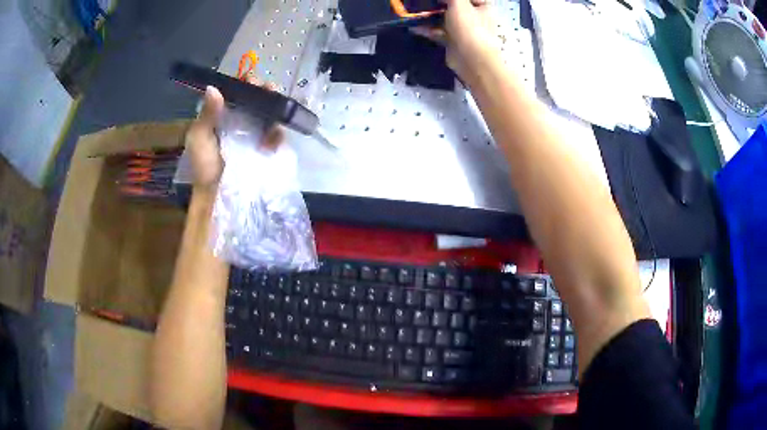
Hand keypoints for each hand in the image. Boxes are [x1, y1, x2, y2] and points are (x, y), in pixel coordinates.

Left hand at [185, 76, 285, 190]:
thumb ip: (207, 114)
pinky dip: (279, 130)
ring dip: (275, 105)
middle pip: (256, 98)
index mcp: (223, 115)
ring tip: (277, 103)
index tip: (250, 80)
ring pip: (269, 111)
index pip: (236, 92)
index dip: (245, 83)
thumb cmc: (204, 166)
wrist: (218, 195)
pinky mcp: (268, 147)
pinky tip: (276, 132)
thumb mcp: (199, 138)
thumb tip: (213, 87)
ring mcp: (256, 133)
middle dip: (264, 90)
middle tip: (268, 88)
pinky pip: (277, 133)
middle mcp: (240, 120)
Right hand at [413, 0, 501, 82]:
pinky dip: (427, 29)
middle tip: (424, 3)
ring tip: (414, 14)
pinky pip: (438, 31)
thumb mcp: (459, 3)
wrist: (472, 60)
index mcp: (482, 7)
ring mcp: (463, 30)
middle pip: (454, 6)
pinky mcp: (453, 41)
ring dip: (429, 15)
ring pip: (444, 19)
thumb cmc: (469, 27)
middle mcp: (474, 17)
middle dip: (437, 4)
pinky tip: (413, 26)